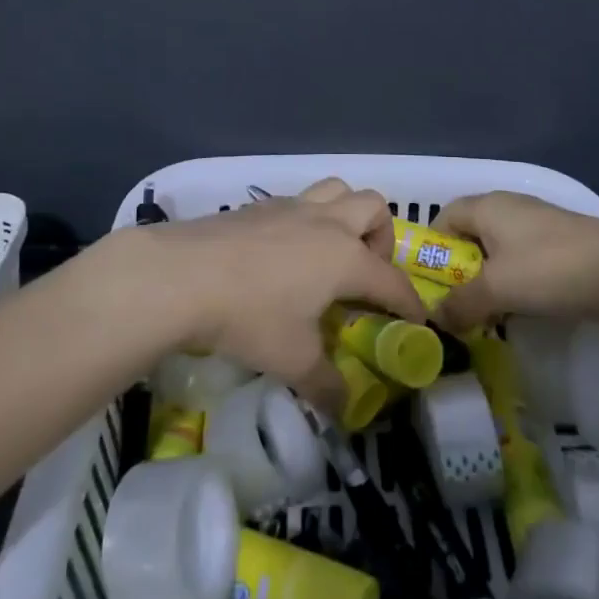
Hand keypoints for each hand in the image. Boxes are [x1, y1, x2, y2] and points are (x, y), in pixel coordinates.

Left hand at [141, 178, 428, 414]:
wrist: (181, 275)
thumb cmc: (248, 316)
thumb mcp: (292, 360)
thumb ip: (326, 384)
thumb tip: (345, 408)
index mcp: (346, 257)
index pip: (392, 280)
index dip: (410, 304)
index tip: (416, 325)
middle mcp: (326, 223)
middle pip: (373, 207)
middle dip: (382, 238)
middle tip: (366, 274)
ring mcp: (290, 207)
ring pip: (335, 190)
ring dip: (346, 215)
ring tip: (331, 253)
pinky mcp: (257, 206)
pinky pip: (298, 202)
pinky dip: (306, 221)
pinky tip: (283, 254)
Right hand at [430, 192, 598, 335]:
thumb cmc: (551, 270)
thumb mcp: (497, 289)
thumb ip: (460, 303)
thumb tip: (434, 318)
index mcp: (488, 206)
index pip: (443, 218)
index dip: (431, 249)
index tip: (430, 285)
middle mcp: (510, 206)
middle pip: (470, 233)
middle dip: (459, 269)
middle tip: (456, 304)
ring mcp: (539, 222)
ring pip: (498, 248)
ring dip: (488, 277)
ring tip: (488, 311)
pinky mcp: (563, 242)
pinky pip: (524, 257)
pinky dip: (515, 279)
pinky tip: (524, 305)